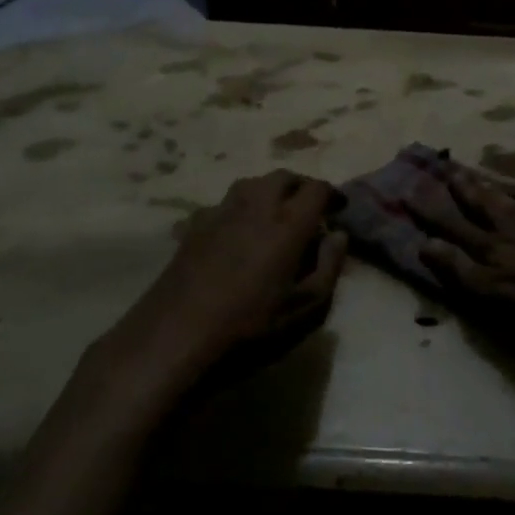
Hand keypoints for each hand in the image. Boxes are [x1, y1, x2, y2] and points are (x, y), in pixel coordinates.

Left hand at [113, 171, 347, 399]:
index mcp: (288, 224)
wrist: (175, 337)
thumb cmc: (251, 328)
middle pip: (282, 177)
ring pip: (251, 184)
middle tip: (309, 208)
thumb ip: (329, 267)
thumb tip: (338, 234)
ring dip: (269, 191)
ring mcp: (220, 213)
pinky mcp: (194, 227)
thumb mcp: (306, 309)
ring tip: (275, 215)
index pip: (316, 189)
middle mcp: (255, 206)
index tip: (338, 208)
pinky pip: (224, 204)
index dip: (332, 194)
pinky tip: (237, 232)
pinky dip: (240, 209)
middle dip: (300, 186)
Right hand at [409, 163, 514, 316]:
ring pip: (505, 202)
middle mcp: (507, 230)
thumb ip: (458, 268)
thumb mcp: (490, 290)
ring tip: (474, 175)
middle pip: (479, 206)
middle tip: (445, 169)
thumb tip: (424, 243)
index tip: (408, 191)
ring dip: (487, 188)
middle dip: (459, 189)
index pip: (451, 225)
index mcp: (488, 247)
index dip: (429, 211)